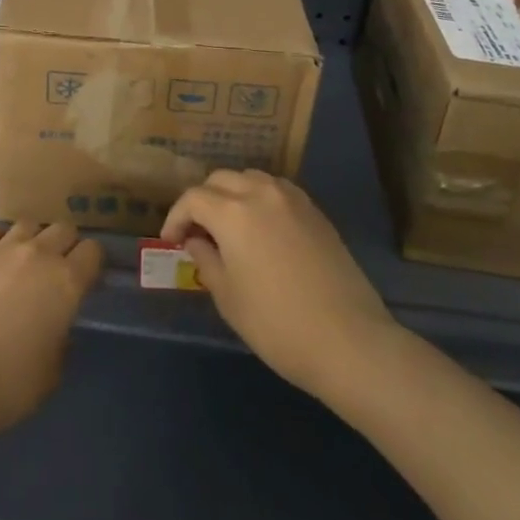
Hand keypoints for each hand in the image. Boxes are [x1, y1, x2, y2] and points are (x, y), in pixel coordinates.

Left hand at [0, 219, 102, 442]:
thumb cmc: (7, 385)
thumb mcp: (51, 374)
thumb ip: (61, 342)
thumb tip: (56, 327)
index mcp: (66, 283)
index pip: (93, 252)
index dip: (91, 264)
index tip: (85, 280)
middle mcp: (39, 254)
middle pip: (63, 229)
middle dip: (64, 246)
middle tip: (55, 271)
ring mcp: (2, 247)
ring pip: (28, 223)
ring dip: (31, 239)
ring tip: (21, 262)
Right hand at [163, 171, 398, 405]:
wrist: (348, 341)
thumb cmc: (276, 324)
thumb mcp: (227, 297)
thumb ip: (206, 260)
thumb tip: (198, 242)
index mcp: (232, 212)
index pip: (192, 198)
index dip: (176, 217)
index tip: (172, 242)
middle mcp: (260, 193)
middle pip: (220, 179)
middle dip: (202, 201)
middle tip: (197, 232)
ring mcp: (292, 199)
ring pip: (250, 178)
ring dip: (232, 194)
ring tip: (229, 226)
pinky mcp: (315, 212)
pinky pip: (277, 190)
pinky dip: (260, 199)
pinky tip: (262, 228)